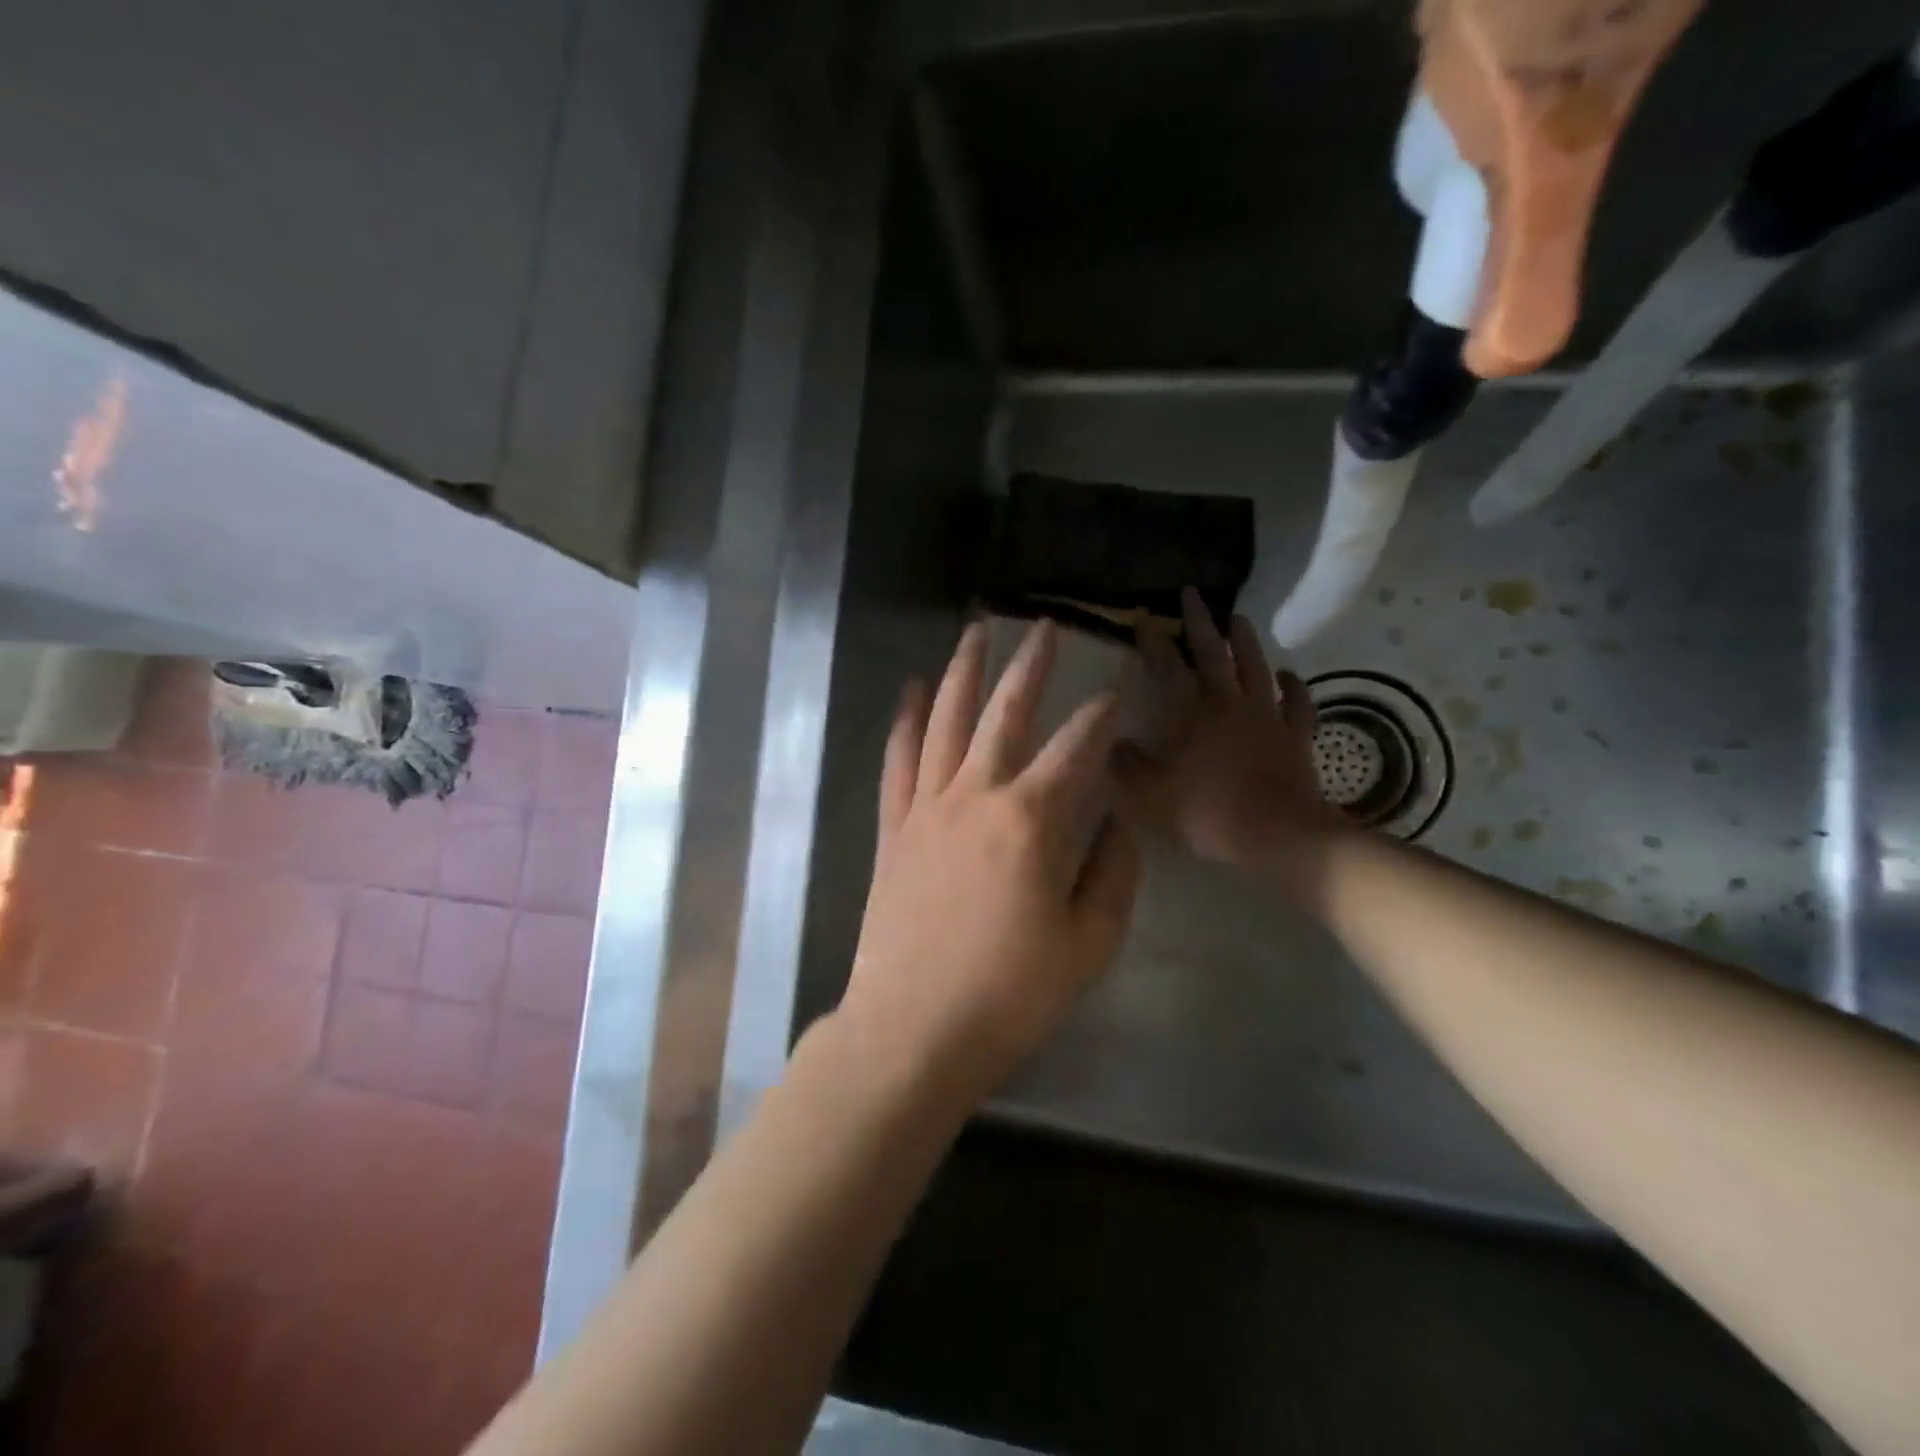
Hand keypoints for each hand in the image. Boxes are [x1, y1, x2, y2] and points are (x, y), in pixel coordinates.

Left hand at [839, 620, 1142, 1095]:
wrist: (914, 1028)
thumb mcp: (1089, 941)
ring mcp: (927, 807)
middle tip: (1047, 626)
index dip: (1103, 712)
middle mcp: (977, 795)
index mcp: (1032, 820)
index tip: (1118, 686)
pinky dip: (906, 721)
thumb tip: (1119, 816)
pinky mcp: (894, 827)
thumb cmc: (1011, 993)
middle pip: (1007, 712)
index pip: (1078, 747)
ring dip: (963, 671)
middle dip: (1032, 665)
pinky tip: (912, 689)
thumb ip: (1113, 870)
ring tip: (977, 630)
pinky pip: (899, 760)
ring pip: (946, 720)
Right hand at [1116, 588, 1345, 890]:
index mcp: (1190, 711)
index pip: (1167, 665)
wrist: (1277, 833)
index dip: (1154, 640)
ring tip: (1238, 618)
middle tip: (1193, 595)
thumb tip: (1111, 743)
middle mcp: (1228, 702)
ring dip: (1246, 641)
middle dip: (1200, 622)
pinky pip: (1297, 703)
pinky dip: (1294, 686)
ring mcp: (1267, 716)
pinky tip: (1288, 674)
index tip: (1144, 617)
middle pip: (1213, 653)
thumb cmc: (1206, 810)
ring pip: (1256, 667)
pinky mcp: (1296, 736)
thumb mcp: (1149, 793)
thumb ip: (1127, 765)